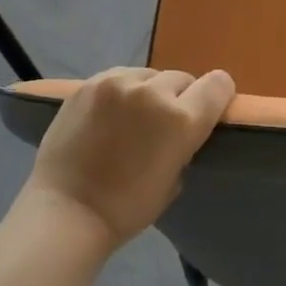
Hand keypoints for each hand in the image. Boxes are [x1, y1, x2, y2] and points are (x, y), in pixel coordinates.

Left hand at [21, 67, 235, 250]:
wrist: (66, 210)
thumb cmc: (127, 208)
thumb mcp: (175, 180)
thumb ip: (184, 144)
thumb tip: (180, 131)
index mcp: (182, 119)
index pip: (219, 85)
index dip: (217, 97)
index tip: (207, 112)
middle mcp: (153, 92)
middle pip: (183, 78)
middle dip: (179, 98)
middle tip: (163, 125)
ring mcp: (117, 84)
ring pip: (149, 75)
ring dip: (149, 92)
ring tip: (133, 118)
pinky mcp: (88, 84)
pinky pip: (119, 77)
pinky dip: (122, 91)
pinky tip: (110, 115)